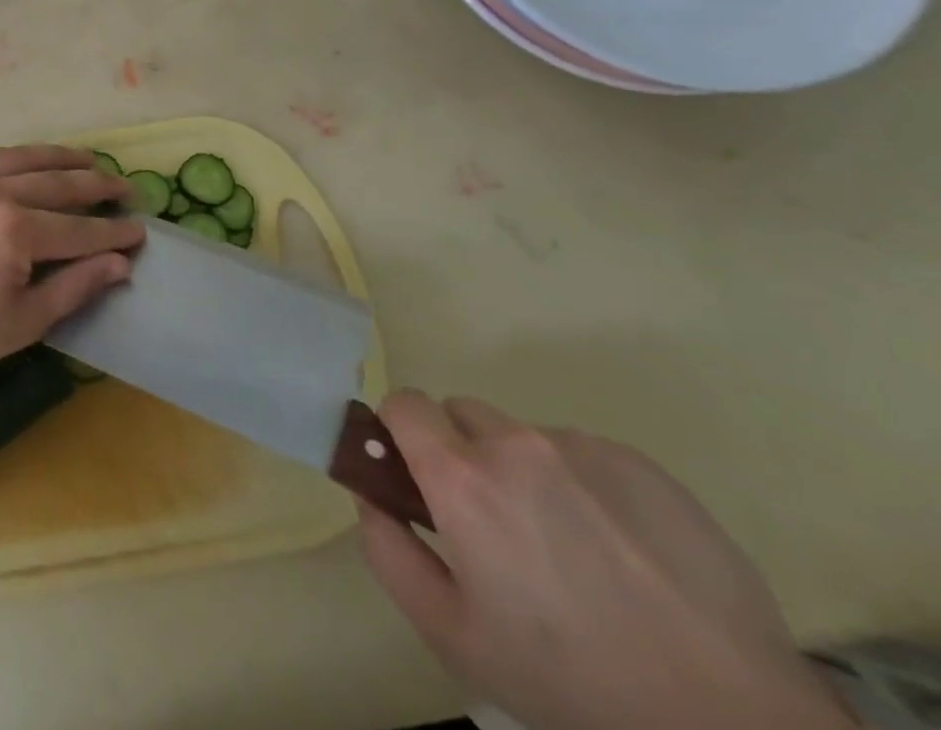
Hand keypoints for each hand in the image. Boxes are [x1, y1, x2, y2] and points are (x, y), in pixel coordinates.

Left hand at [0, 145, 141, 395]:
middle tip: (128, 190)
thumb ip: (74, 286)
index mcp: (13, 230)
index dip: (113, 232)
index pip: (78, 228)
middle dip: (98, 186)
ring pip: (26, 159)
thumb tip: (120, 263)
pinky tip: (37, 160)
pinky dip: (22, 155)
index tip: (142, 230)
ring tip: (91, 161)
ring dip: (62, 159)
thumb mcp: (24, 321)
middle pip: (58, 184)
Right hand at [357, 393, 852, 729]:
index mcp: (461, 476)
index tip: (418, 476)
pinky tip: (620, 551)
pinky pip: (585, 453)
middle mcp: (515, 443)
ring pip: (524, 436)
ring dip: (526, 471)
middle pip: (462, 414)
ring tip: (571, 548)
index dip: (401, 433)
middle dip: (463, 453)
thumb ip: (388, 552)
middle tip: (495, 523)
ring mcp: (583, 448)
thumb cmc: (571, 680)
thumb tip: (368, 495)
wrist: (733, 723)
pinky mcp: (642, 465)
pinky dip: (583, 485)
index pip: (404, 403)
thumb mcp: (453, 635)